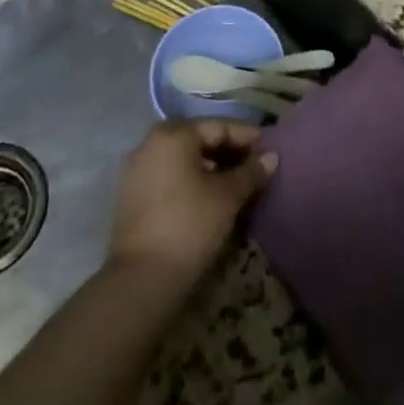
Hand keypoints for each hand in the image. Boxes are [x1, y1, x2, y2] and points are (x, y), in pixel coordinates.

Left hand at [108, 119, 276, 293]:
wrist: (142, 278)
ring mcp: (137, 168)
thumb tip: (271, 157)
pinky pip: (168, 173)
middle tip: (254, 164)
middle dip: (228, 149)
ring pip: (182, 156)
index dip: (247, 136)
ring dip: (210, 164)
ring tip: (235, 180)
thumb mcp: (228, 197)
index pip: (219, 126)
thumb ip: (250, 172)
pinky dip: (190, 177)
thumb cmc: (190, 225)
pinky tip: (208, 194)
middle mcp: (151, 142)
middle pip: (198, 138)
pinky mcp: (132, 193)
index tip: (270, 148)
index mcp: (174, 134)